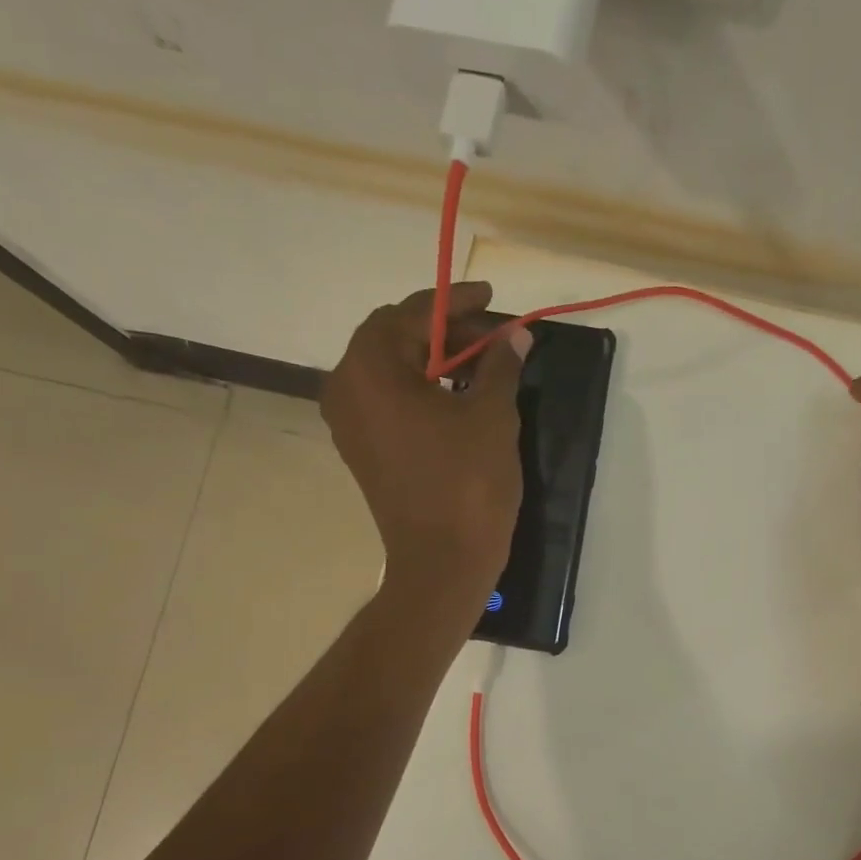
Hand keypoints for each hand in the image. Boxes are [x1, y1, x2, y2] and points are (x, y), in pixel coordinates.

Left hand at [321, 283, 527, 611]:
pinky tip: (458, 396)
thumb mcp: (492, 415)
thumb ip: (500, 365)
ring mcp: (349, 422)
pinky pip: (387, 401)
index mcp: (370, 369)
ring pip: (390, 370)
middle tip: (492, 337)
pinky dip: (420, 389)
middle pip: (394, 337)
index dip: (455, 301)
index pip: (411, 312)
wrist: (443, 562)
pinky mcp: (361, 449)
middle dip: (445, 331)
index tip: (491, 297)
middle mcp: (346, 388)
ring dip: (433, 360)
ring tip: (481, 365)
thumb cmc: (467, 482)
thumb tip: (515, 336)